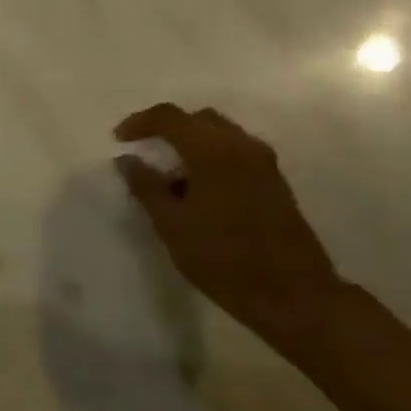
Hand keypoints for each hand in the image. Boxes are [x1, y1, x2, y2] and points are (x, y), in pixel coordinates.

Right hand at [114, 104, 343, 341]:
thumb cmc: (221, 258)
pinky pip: (235, 153)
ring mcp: (264, 163)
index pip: (171, 117)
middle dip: (168, 129)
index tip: (119, 139)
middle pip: (199, 119)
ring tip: (168, 178)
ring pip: (220, 135)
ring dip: (190, 145)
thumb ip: (146, 186)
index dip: (140, 122)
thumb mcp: (171, 224)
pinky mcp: (275, 182)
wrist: (290, 293)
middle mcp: (242, 147)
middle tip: (144, 152)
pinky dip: (210, 158)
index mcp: (213, 152)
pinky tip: (196, 192)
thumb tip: (127, 160)